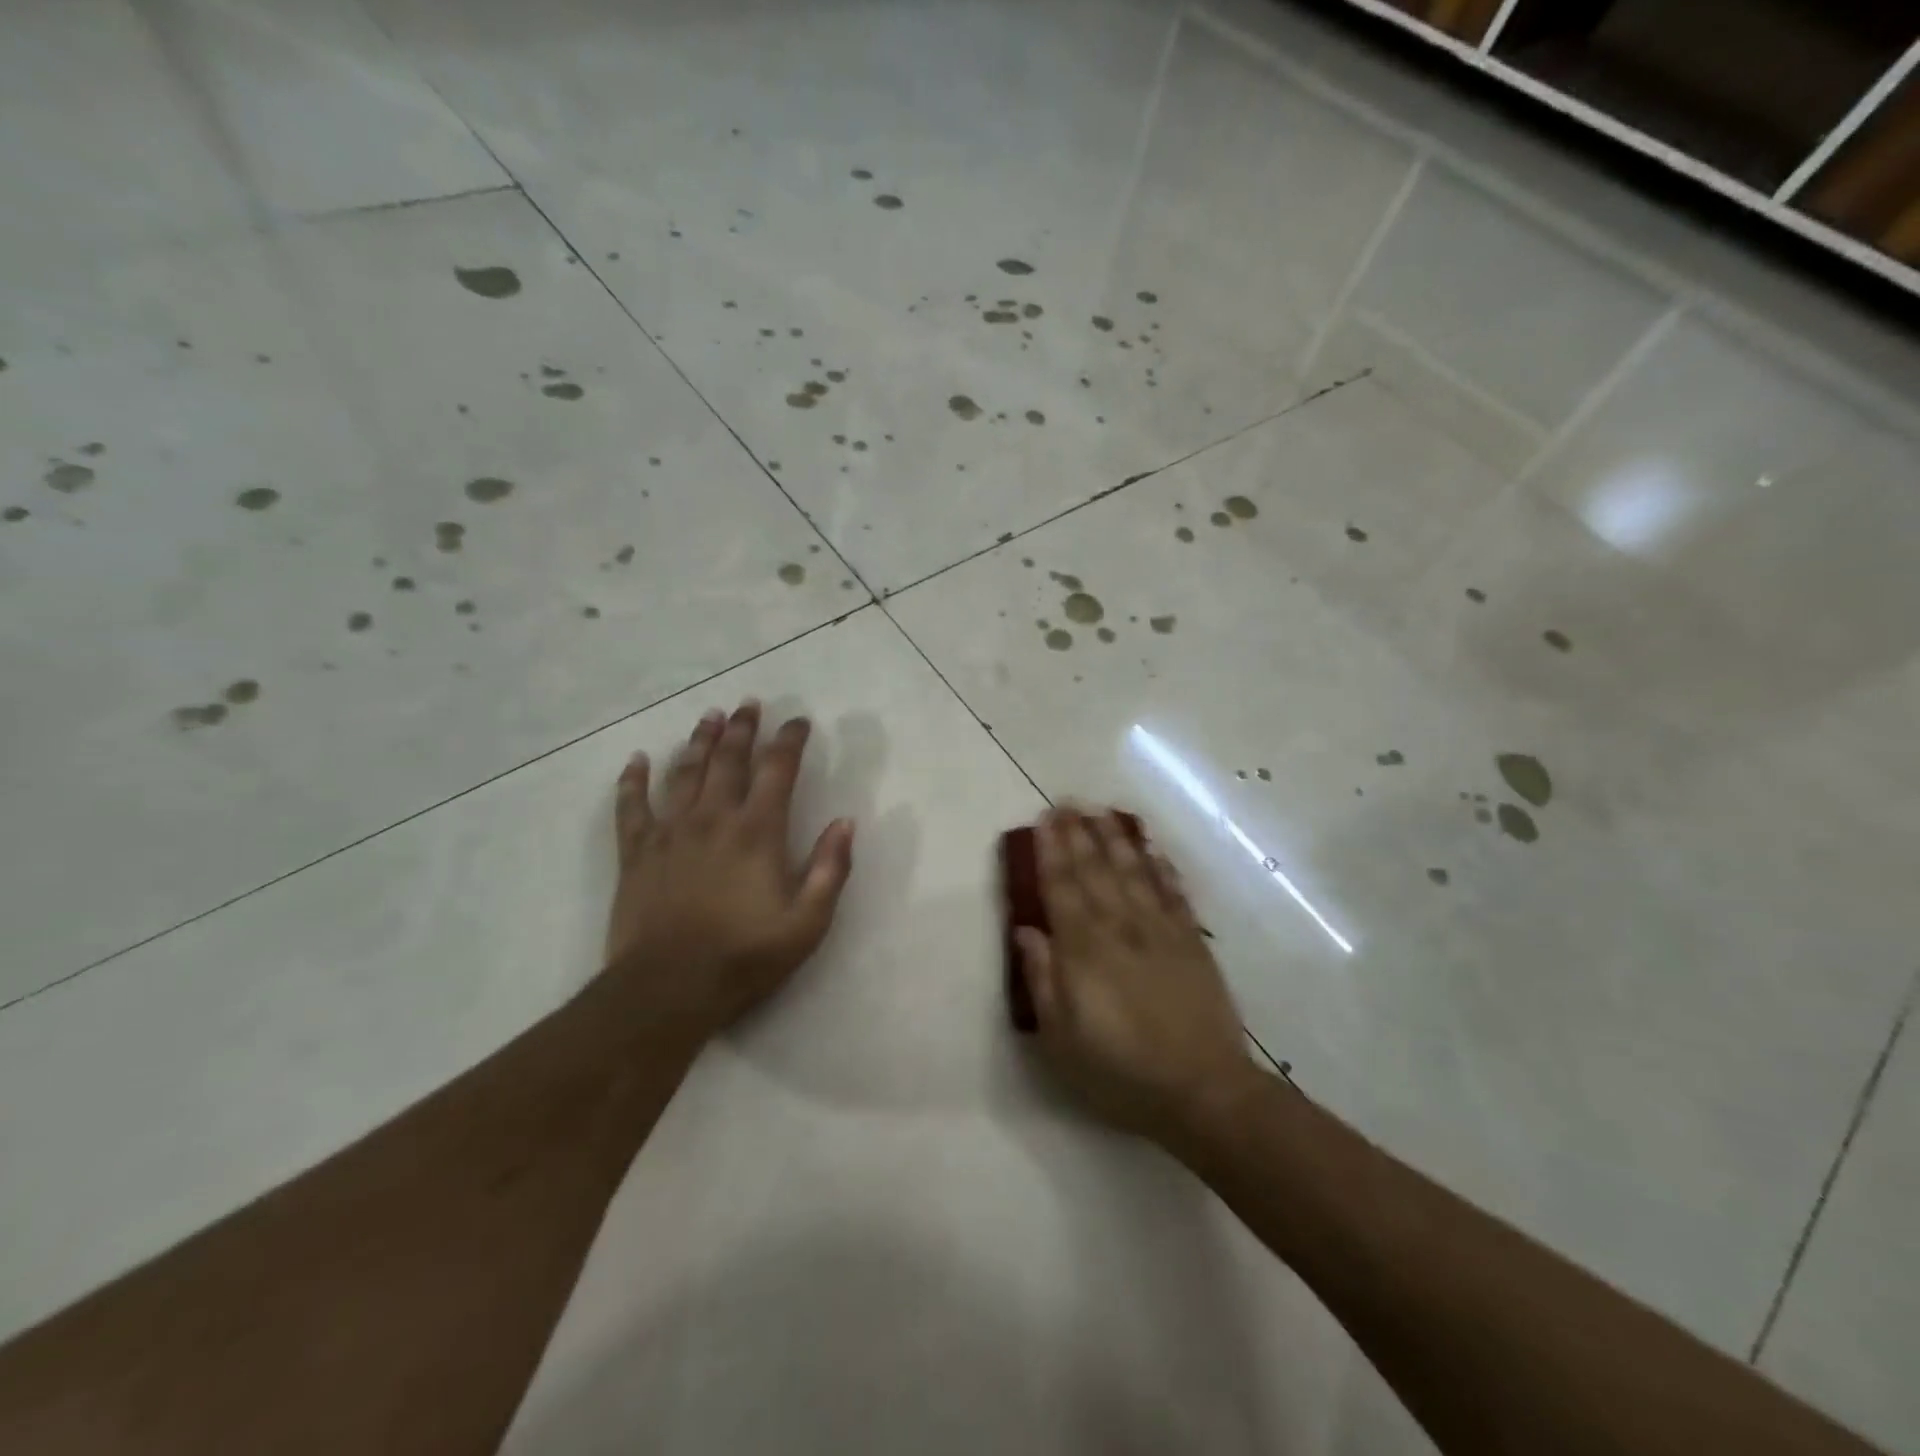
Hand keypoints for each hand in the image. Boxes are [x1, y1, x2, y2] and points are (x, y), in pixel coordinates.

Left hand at [605, 700, 853, 1041]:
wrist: (668, 988)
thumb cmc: (744, 956)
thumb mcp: (808, 922)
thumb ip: (831, 869)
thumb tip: (845, 822)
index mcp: (758, 831)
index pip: (777, 770)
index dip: (790, 740)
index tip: (798, 721)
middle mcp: (714, 818)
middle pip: (728, 759)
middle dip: (742, 728)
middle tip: (748, 704)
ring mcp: (671, 832)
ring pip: (685, 772)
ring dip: (699, 741)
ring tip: (709, 716)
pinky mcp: (637, 852)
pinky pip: (632, 806)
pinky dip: (633, 780)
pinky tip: (637, 759)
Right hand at [1016, 809, 1255, 1142]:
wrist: (1202, 1090)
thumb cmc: (1120, 1070)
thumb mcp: (1062, 1038)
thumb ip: (1042, 979)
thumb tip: (1028, 930)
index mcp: (1084, 949)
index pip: (1062, 886)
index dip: (1051, 850)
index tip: (1045, 820)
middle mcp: (1120, 927)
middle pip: (1096, 869)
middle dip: (1079, 833)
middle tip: (1068, 801)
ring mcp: (1160, 930)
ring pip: (1134, 871)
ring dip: (1117, 838)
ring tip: (1103, 812)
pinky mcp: (1192, 941)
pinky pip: (1173, 892)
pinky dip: (1161, 866)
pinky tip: (1152, 848)